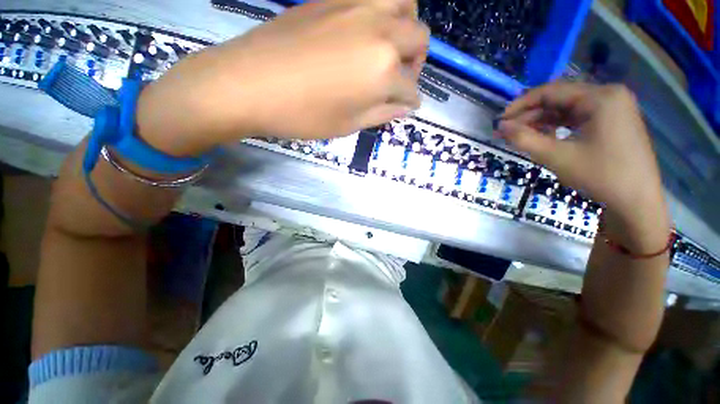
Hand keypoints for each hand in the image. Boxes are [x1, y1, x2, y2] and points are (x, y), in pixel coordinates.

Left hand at [136, 0, 428, 154]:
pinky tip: (367, 34)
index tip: (406, 107)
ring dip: (406, 28)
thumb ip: (383, 113)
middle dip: (417, 63)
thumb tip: (405, 107)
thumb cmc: (303, 115)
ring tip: (390, 49)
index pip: (411, 88)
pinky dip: (383, 14)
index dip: (410, 101)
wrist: (249, 83)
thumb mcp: (349, 124)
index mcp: (384, 70)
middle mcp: (381, 31)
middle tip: (400, 79)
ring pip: (404, 4)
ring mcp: (358, 6)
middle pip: (419, 39)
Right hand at [496, 82, 670, 251]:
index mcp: (600, 97)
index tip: (500, 120)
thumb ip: (524, 139)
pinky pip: (578, 117)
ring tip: (519, 136)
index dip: (520, 105)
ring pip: (567, 109)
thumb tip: (500, 126)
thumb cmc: (600, 176)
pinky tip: (543, 137)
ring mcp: (613, 108)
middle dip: (530, 115)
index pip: (551, 91)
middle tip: (506, 132)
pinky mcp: (612, 121)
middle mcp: (608, 95)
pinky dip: (557, 126)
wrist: (636, 202)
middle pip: (559, 99)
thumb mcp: (556, 156)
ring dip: (541, 121)